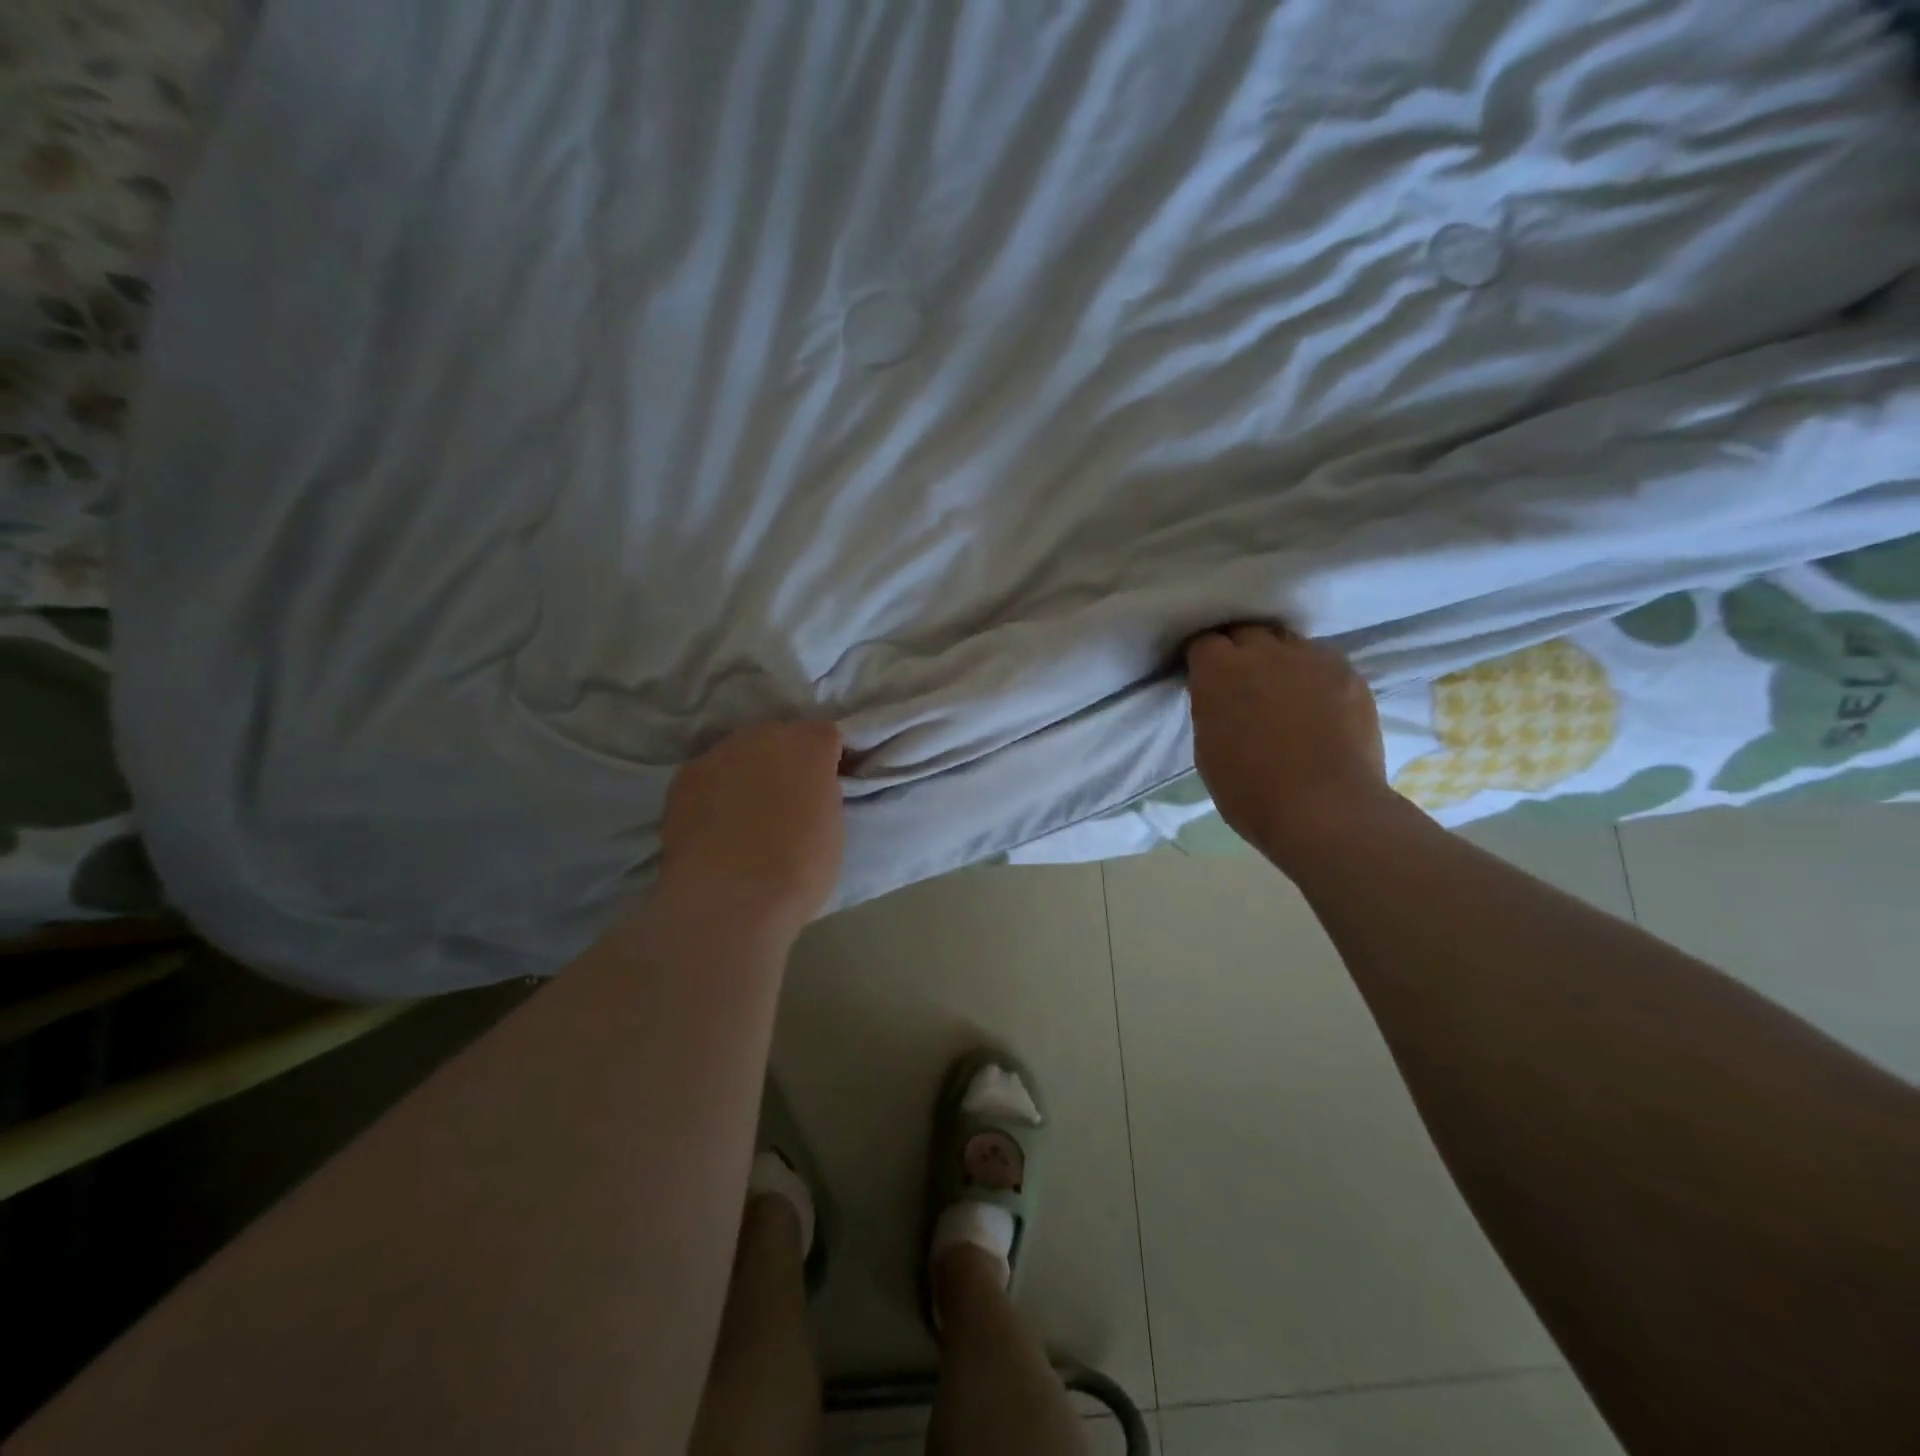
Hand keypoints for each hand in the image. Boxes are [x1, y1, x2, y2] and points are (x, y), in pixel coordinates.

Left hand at [661, 719, 846, 939]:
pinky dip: (715, 792)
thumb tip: (807, 793)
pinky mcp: (684, 778)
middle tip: (787, 800)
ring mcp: (719, 753)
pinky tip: (716, 824)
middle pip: (779, 737)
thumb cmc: (799, 868)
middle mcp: (763, 736)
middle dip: (785, 760)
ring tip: (747, 814)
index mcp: (808, 745)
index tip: (826, 786)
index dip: (827, 760)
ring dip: (748, 773)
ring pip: (740, 754)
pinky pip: (709, 776)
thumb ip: (821, 795)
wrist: (730, 899)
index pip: (825, 735)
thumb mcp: (833, 827)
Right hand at [1184, 623, 1390, 867]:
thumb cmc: (1250, 791)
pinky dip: (1313, 675)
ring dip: (1278, 659)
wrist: (1326, 810)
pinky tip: (1317, 704)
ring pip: (1287, 643)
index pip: (1204, 642)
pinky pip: (1323, 662)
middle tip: (1241, 681)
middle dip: (1239, 650)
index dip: (1203, 659)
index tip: (1204, 678)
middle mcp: (1264, 651)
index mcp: (1219, 670)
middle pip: (1246, 631)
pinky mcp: (1349, 674)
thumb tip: (1220, 697)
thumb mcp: (1208, 749)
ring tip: (1283, 689)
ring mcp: (1312, 658)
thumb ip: (1211, 708)